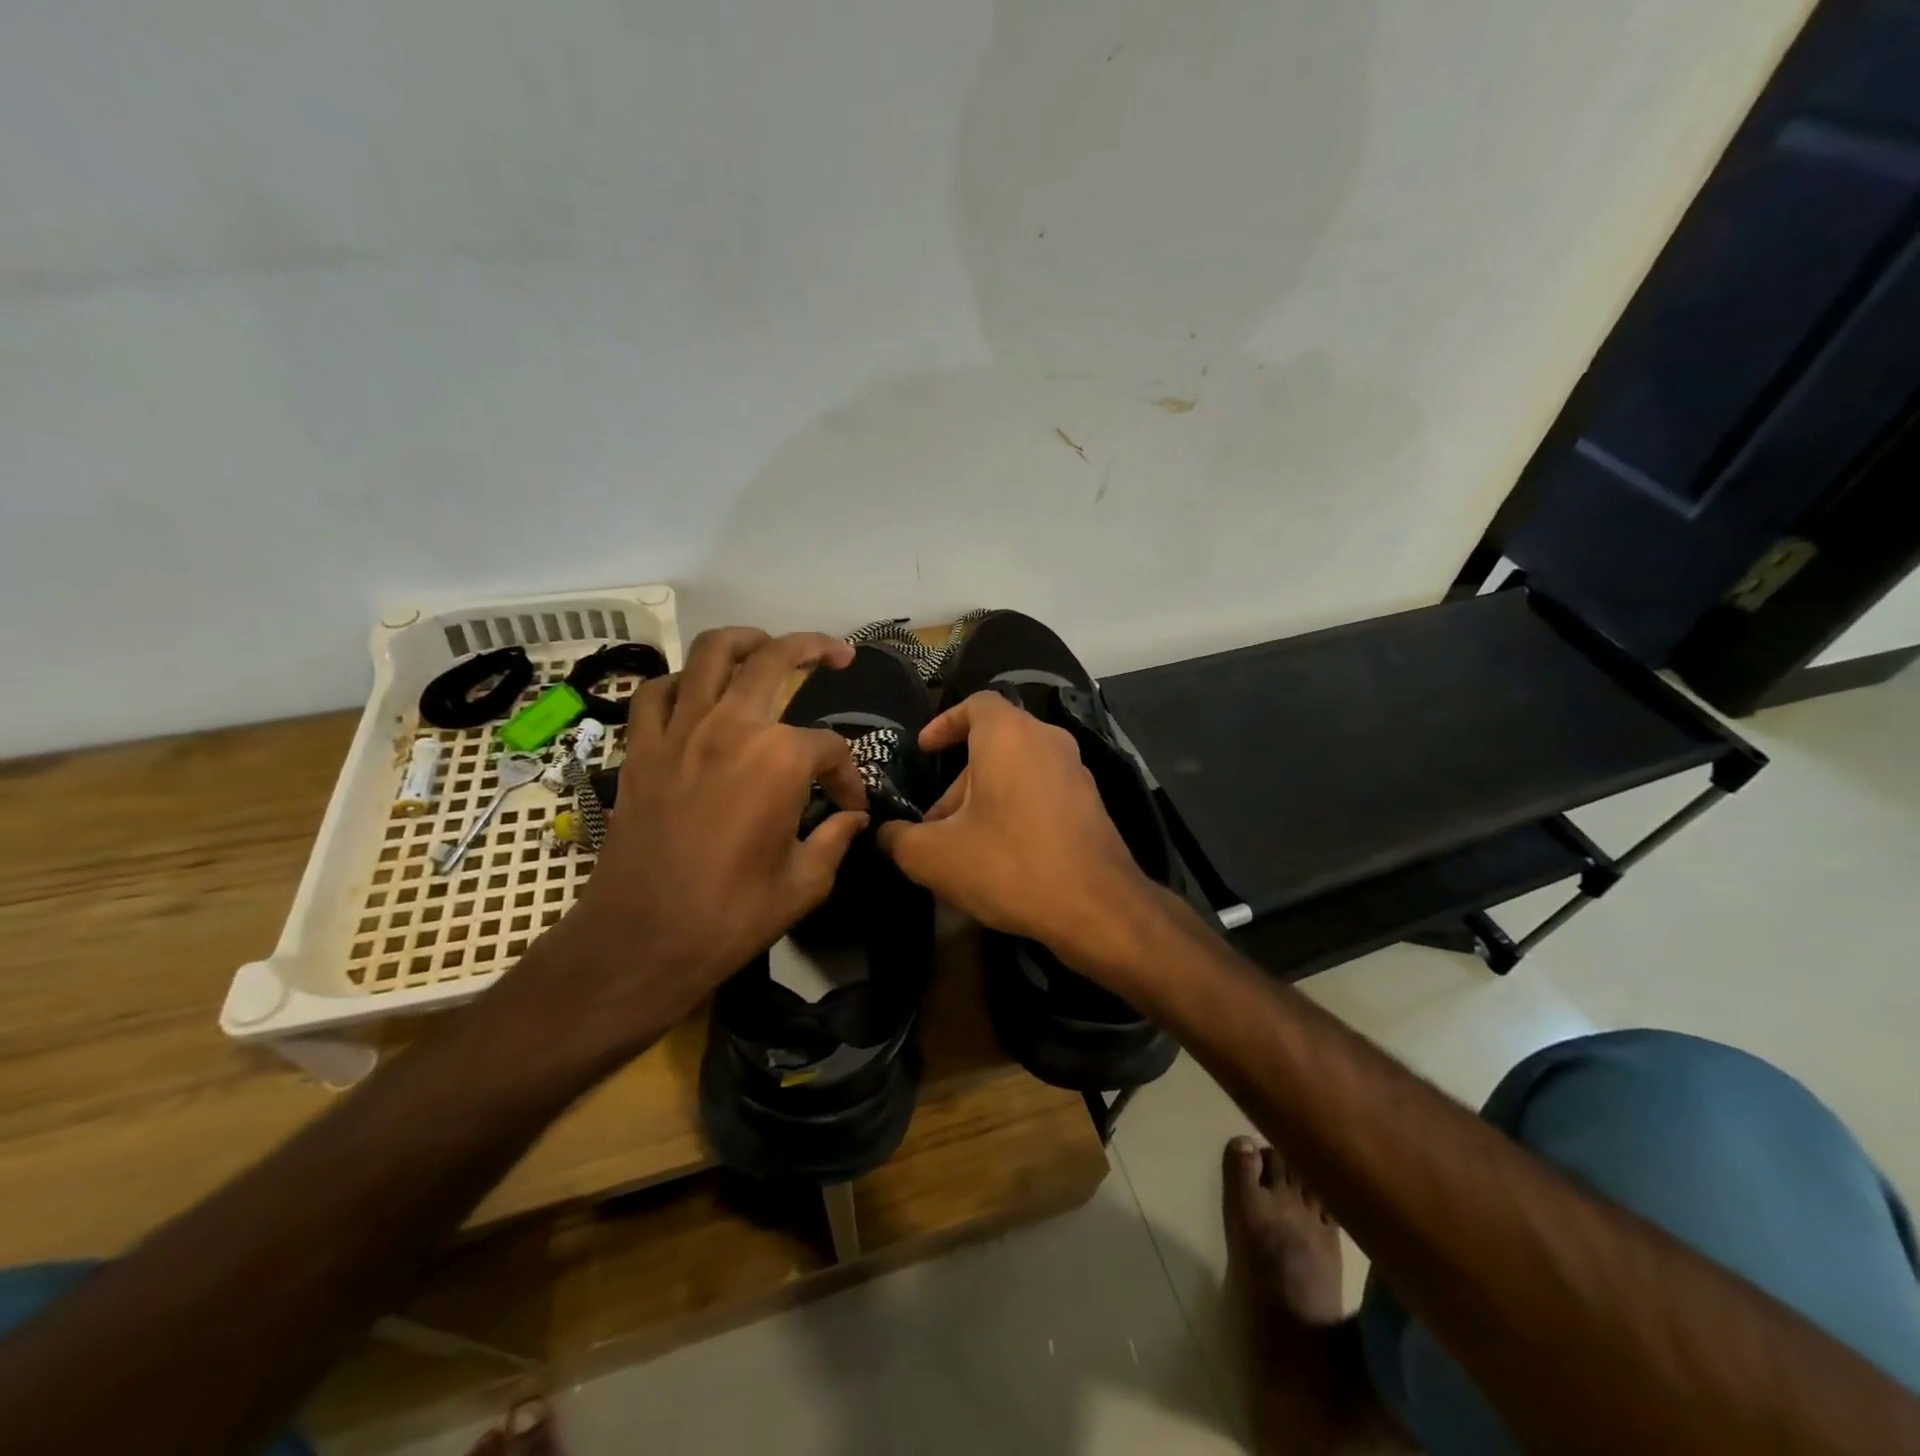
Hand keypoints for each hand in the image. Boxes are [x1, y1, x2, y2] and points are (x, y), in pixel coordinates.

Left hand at [549, 628, 869, 1033]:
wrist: (642, 939)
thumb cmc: (732, 915)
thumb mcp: (805, 883)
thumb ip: (835, 839)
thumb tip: (853, 818)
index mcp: (780, 759)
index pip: (830, 747)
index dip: (848, 776)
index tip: (850, 807)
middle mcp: (731, 726)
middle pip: (776, 659)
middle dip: (814, 648)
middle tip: (835, 653)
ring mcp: (680, 730)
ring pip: (711, 654)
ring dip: (745, 640)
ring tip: (764, 646)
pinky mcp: (641, 748)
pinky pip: (657, 692)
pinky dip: (679, 682)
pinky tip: (695, 693)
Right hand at [877, 691, 1157, 966]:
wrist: (1096, 907)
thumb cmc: (1009, 864)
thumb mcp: (934, 857)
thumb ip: (898, 839)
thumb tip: (885, 834)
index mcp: (1009, 735)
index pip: (975, 704)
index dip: (944, 723)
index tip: (924, 750)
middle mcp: (1047, 740)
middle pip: (993, 745)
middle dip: (958, 781)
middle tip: (934, 823)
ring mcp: (1075, 771)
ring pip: (1017, 771)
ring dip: (984, 799)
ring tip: (962, 847)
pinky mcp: (1090, 803)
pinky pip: (1040, 792)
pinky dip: (1014, 810)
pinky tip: (1000, 857)